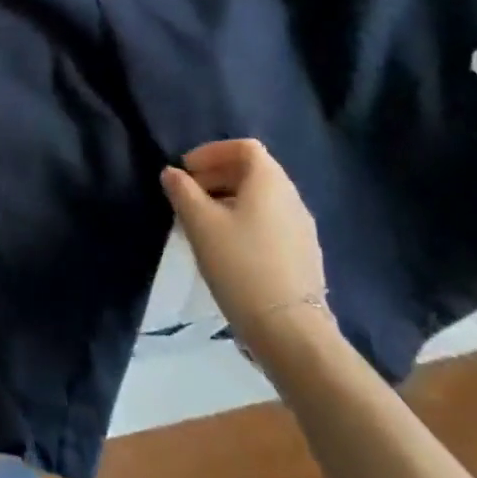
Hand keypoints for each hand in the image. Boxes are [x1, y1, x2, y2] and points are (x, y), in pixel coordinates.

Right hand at [160, 140, 328, 351]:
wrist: (290, 330)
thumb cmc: (240, 264)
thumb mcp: (200, 223)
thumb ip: (182, 191)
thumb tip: (172, 173)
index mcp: (270, 182)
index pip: (244, 147)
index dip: (211, 152)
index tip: (186, 170)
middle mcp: (291, 197)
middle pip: (253, 171)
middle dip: (217, 175)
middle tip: (188, 194)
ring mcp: (302, 228)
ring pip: (261, 199)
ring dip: (229, 199)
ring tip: (202, 222)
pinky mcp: (303, 255)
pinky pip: (270, 222)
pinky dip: (245, 221)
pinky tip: (227, 247)